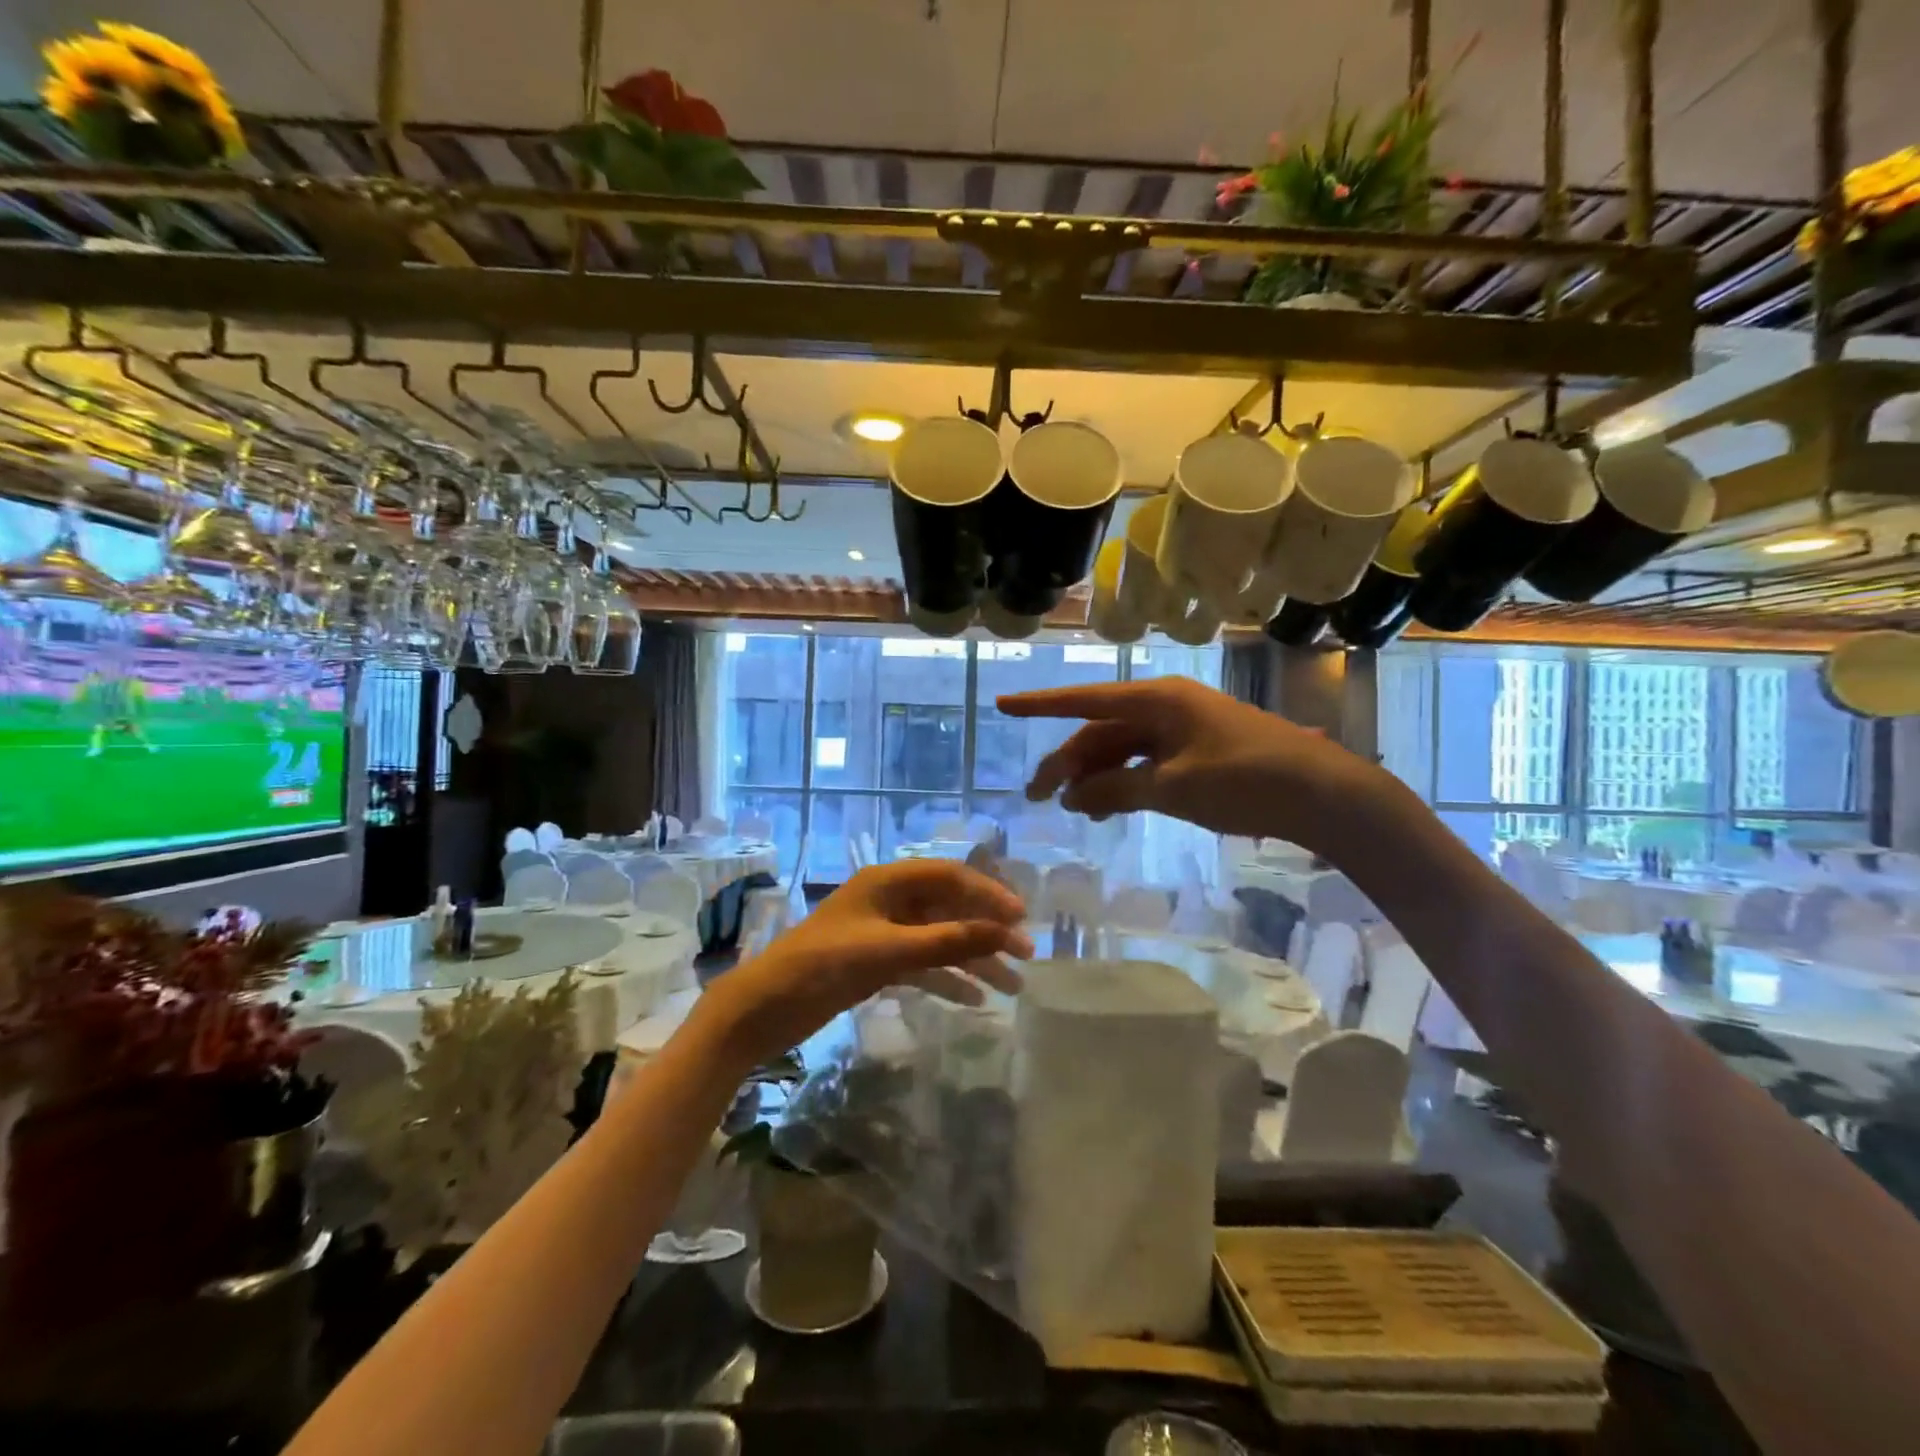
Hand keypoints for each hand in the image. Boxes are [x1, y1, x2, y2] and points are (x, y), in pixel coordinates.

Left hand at [695, 861, 1032, 1068]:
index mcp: (888, 882)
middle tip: (1025, 955)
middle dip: (987, 930)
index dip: (989, 894)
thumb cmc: (823, 966)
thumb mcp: (889, 952)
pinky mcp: (876, 963)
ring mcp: (883, 933)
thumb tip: (1005, 931)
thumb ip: (948, 942)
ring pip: (940, 939)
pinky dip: (947, 979)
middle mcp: (889, 901)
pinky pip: (923, 964)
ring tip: (1011, 987)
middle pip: (950, 908)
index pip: (951, 877)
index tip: (1022, 919)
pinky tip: (975, 999)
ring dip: (973, 960)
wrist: (764, 1008)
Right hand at [996, 675, 1397, 855]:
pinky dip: (1125, 783)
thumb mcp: (1173, 789)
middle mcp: (1165, 707)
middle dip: (1068, 762)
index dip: (1040, 704)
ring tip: (1074, 810)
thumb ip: (1116, 790)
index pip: (1085, 701)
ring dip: (1096, 776)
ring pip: (1122, 749)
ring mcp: (1182, 730)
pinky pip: (1146, 763)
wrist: (1323, 795)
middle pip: (1101, 731)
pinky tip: (1109, 806)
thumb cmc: (1245, 780)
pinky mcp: (1197, 753)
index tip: (1003, 704)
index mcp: (1157, 700)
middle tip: (1038, 798)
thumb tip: (1070, 797)